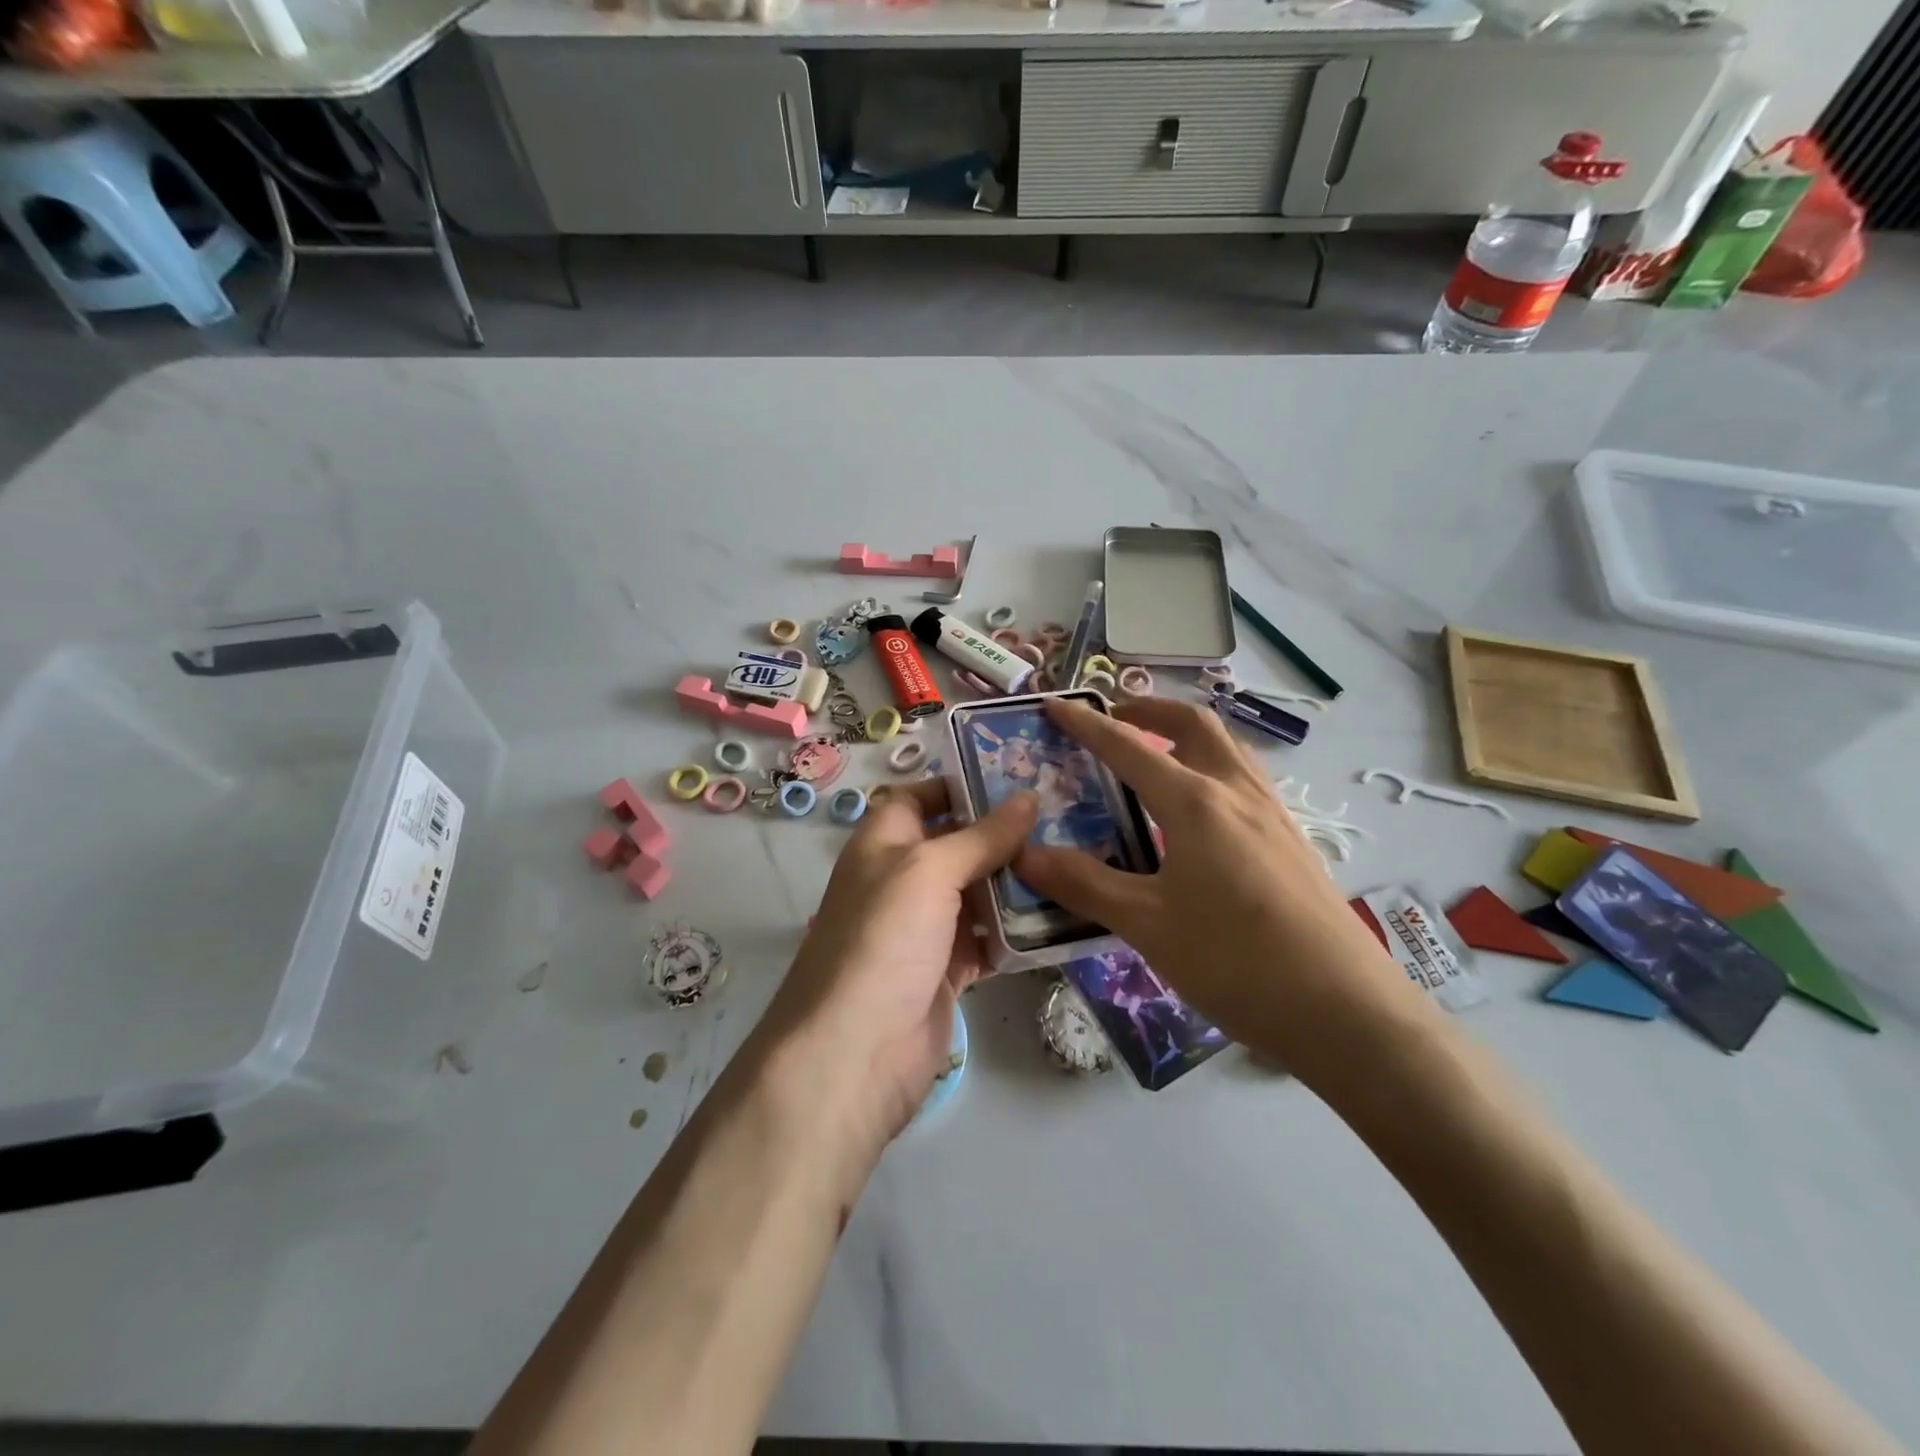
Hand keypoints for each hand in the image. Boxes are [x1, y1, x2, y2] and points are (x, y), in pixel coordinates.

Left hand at [760, 779, 1036, 1161]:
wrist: (856, 1050)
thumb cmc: (885, 938)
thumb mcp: (930, 870)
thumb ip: (981, 835)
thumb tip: (1027, 797)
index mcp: (883, 843)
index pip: (920, 798)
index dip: (960, 786)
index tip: (1017, 780)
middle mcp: (902, 880)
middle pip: (956, 845)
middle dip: (1002, 835)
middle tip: (1064, 819)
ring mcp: (924, 928)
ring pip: (976, 893)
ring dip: (1016, 884)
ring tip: (1072, 861)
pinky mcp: (945, 970)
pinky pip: (986, 940)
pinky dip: (1014, 932)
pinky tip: (1058, 918)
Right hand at [1016, 697, 1429, 1086]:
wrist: (1345, 1009)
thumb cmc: (1236, 961)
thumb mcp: (1147, 925)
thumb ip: (1084, 884)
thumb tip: (1024, 855)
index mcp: (1195, 803)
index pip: (1128, 748)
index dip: (1088, 724)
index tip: (1057, 706)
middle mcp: (1236, 792)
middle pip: (1193, 725)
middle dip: (1149, 711)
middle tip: (1114, 719)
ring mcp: (1273, 814)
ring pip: (1227, 748)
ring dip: (1186, 735)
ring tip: (1155, 755)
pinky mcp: (1293, 841)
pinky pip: (1245, 779)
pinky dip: (1212, 767)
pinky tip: (1202, 811)